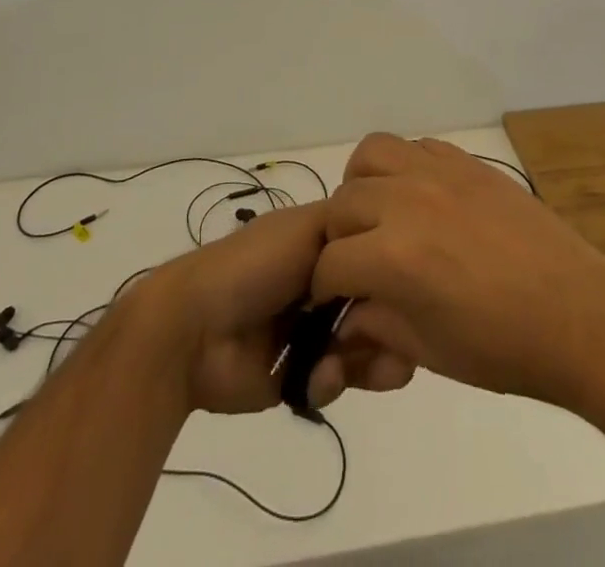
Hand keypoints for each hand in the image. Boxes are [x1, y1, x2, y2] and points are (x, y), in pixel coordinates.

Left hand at [142, 200, 414, 414]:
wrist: (196, 329)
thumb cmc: (253, 265)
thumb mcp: (305, 226)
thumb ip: (349, 223)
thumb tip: (386, 234)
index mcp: (321, 245)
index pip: (375, 255)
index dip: (394, 271)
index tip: (409, 286)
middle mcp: (321, 284)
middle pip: (376, 304)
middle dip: (390, 325)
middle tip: (395, 340)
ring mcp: (311, 331)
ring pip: (363, 345)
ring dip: (368, 358)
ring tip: (356, 364)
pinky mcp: (299, 375)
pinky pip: (336, 381)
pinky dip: (333, 380)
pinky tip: (320, 379)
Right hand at [312, 134, 604, 410]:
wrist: (577, 314)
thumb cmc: (502, 348)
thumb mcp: (427, 349)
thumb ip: (373, 326)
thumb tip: (343, 319)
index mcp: (392, 256)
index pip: (329, 262)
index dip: (325, 288)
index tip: (333, 301)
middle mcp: (406, 200)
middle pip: (341, 203)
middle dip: (340, 238)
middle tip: (359, 263)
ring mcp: (438, 172)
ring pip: (371, 154)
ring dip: (363, 185)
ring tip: (380, 216)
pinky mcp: (465, 160)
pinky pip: (416, 145)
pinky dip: (404, 167)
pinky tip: (420, 198)